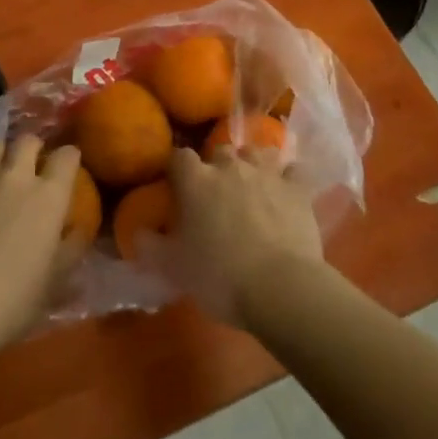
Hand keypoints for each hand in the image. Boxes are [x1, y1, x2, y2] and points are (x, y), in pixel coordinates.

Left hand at [0, 136, 78, 353]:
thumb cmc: (12, 299)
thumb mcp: (54, 282)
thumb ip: (70, 250)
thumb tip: (78, 231)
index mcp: (48, 196)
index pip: (66, 156)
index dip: (70, 157)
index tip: (69, 166)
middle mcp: (15, 178)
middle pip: (27, 141)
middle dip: (34, 147)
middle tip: (33, 164)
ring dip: (2, 154)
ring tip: (1, 172)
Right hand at [161, 144, 325, 328]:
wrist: (279, 288)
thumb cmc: (219, 277)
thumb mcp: (174, 269)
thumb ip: (152, 246)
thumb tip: (139, 233)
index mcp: (196, 181)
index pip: (179, 157)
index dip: (178, 169)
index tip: (178, 186)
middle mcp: (230, 167)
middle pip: (220, 150)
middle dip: (218, 166)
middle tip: (218, 194)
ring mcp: (267, 174)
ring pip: (258, 152)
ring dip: (253, 164)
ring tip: (253, 185)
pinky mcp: (297, 188)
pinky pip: (293, 170)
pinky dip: (289, 178)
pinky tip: (287, 191)